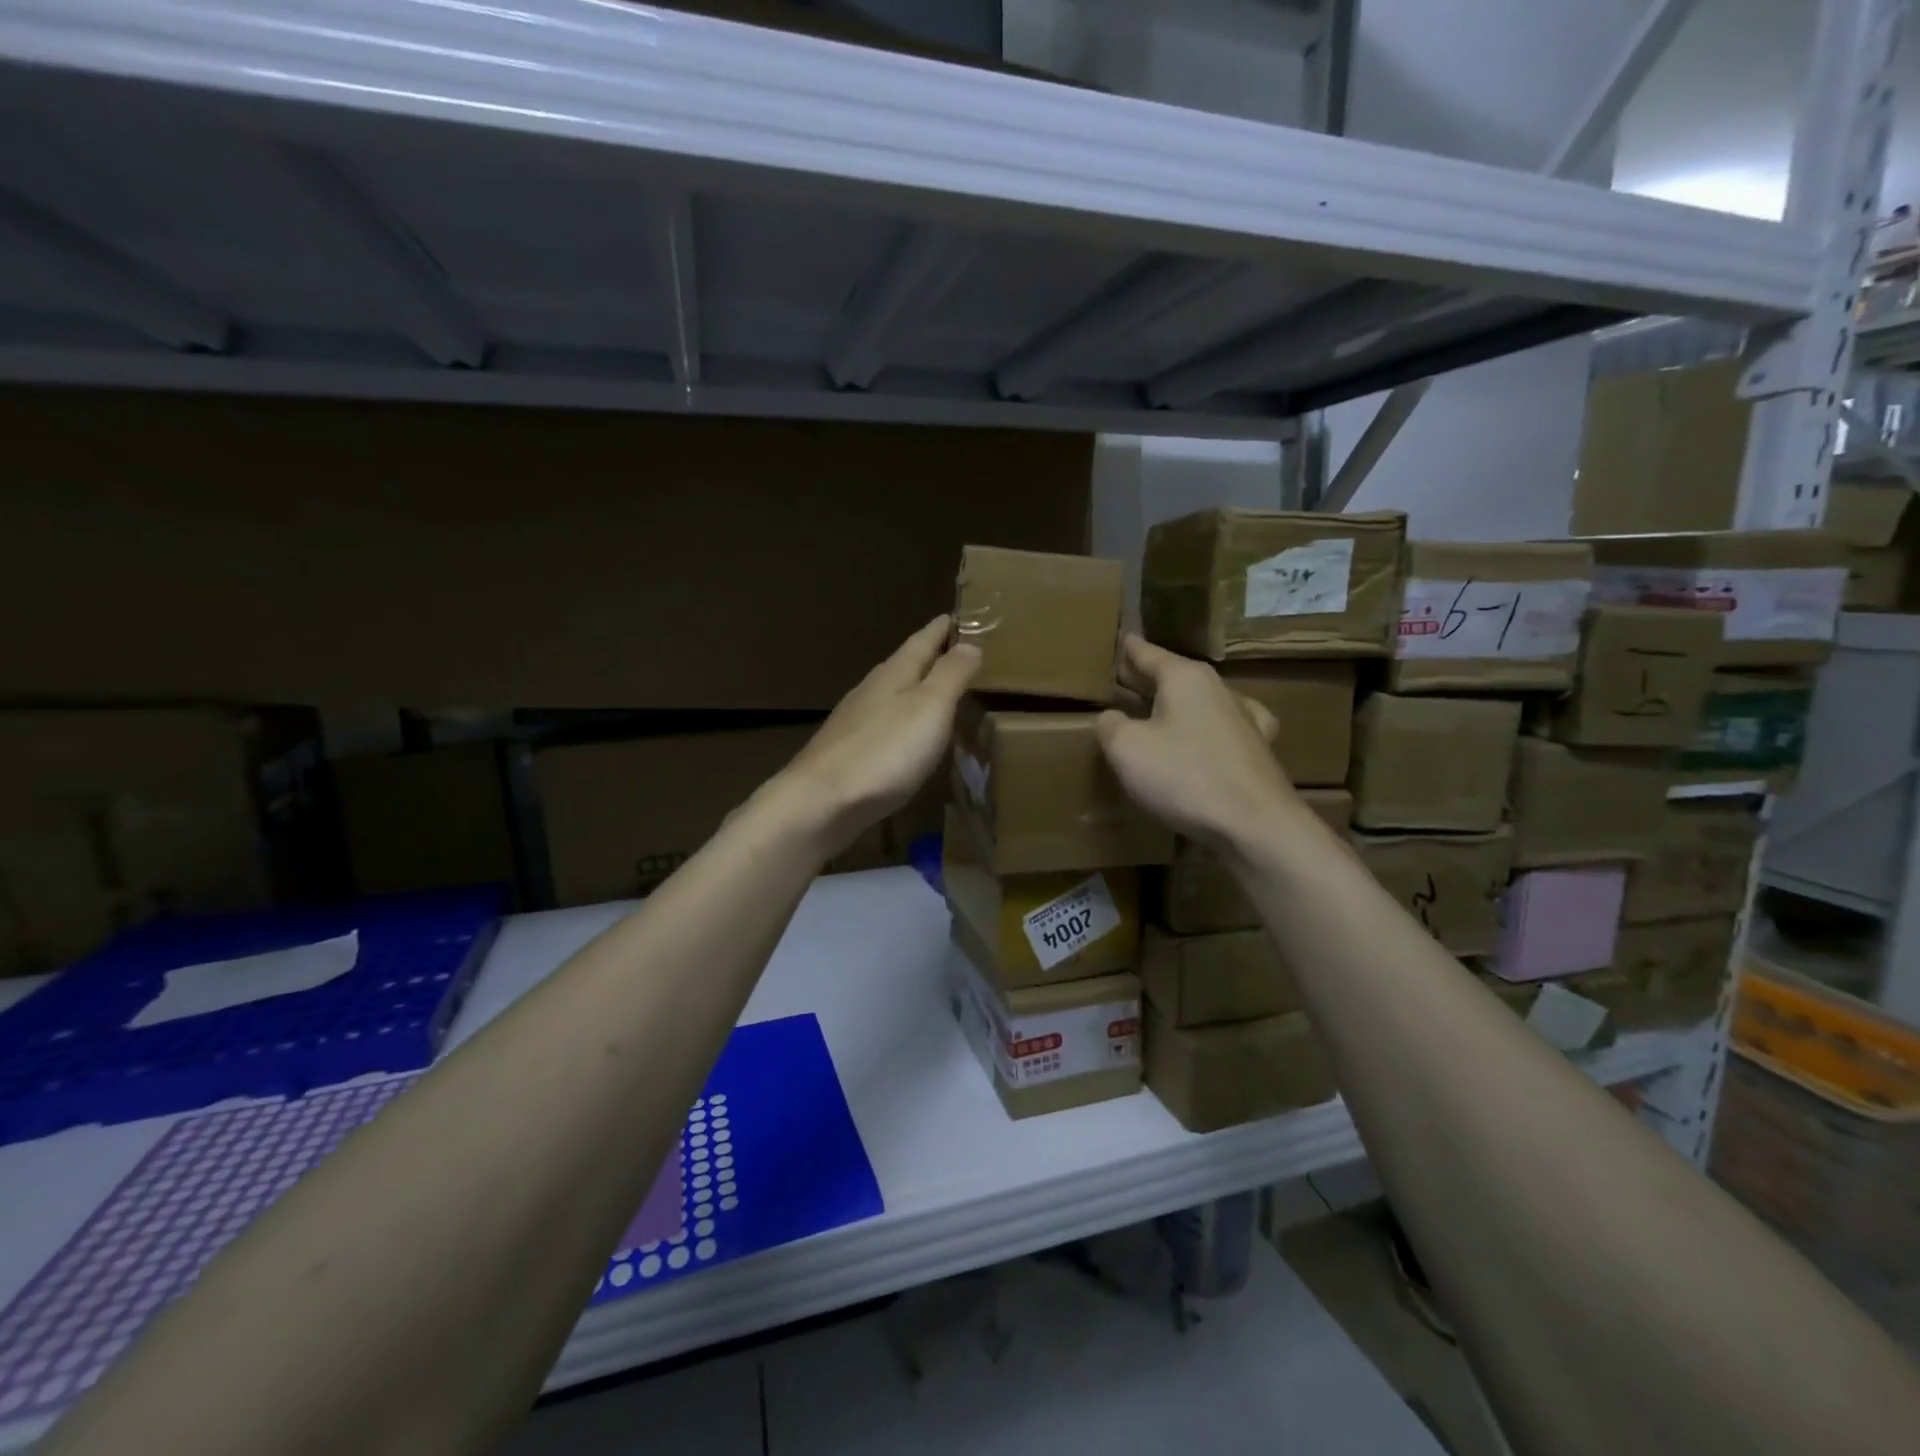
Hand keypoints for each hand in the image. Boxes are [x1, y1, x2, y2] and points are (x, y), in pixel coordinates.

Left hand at [777, 615, 980, 854]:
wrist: (821, 802)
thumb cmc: (884, 751)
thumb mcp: (930, 707)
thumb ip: (951, 675)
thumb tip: (970, 643)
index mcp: (894, 674)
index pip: (922, 641)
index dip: (941, 629)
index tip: (955, 616)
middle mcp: (871, 690)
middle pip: (904, 665)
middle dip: (928, 656)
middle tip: (953, 650)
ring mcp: (855, 721)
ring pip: (890, 694)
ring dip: (913, 688)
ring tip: (935, 690)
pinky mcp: (847, 751)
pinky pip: (882, 723)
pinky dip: (901, 719)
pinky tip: (905, 734)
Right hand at [1096, 634, 1303, 849]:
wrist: (1255, 824)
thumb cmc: (1184, 776)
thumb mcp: (1127, 749)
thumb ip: (1110, 725)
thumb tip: (1111, 718)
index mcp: (1185, 678)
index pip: (1149, 653)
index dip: (1130, 649)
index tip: (1120, 638)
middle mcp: (1218, 689)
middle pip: (1174, 675)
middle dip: (1148, 678)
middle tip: (1123, 679)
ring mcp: (1244, 718)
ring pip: (1199, 701)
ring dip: (1176, 704)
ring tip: (1155, 712)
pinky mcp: (1257, 750)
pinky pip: (1221, 728)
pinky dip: (1205, 729)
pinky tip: (1204, 739)